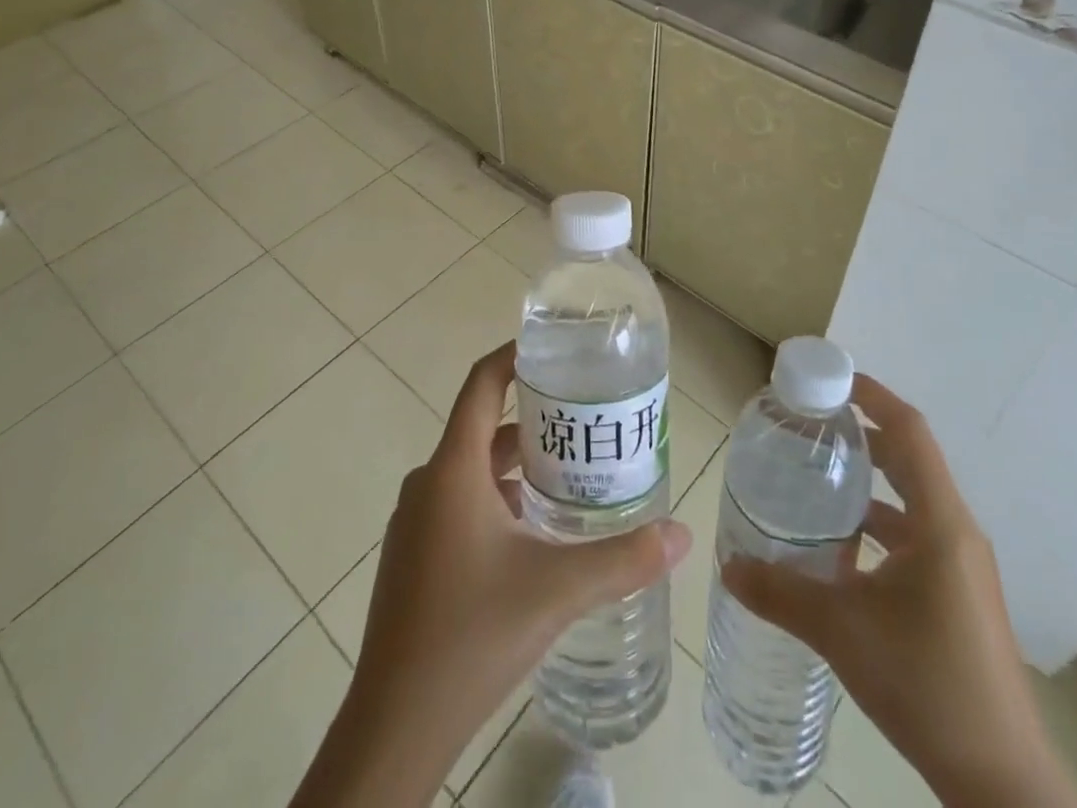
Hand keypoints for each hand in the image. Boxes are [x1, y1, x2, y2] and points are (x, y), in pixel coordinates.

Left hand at [290, 342, 690, 807]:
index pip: (482, 384)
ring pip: (474, 470)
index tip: (554, 350)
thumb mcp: (556, 590)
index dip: (514, 357)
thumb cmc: (471, 635)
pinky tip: (533, 534)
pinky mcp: (414, 556)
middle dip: (536, 421)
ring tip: (571, 478)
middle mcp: (429, 483)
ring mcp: (416, 522)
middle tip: (586, 424)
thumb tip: (681, 534)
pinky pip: (460, 503)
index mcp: (454, 468)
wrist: (395, 726)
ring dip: (519, 467)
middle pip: (485, 427)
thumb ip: (623, 559)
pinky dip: (498, 500)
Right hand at [721, 376, 1076, 807]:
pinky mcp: (959, 594)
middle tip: (811, 424)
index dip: (873, 395)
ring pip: (912, 499)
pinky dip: (879, 523)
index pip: (910, 431)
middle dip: (862, 433)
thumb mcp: (841, 631)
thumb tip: (728, 565)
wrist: (1000, 781)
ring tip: (817, 476)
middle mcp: (957, 532)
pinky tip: (840, 546)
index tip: (831, 378)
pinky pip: (916, 535)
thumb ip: (780, 592)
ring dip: (869, 481)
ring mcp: (962, 566)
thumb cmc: (926, 685)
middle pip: (910, 458)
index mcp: (940, 523)